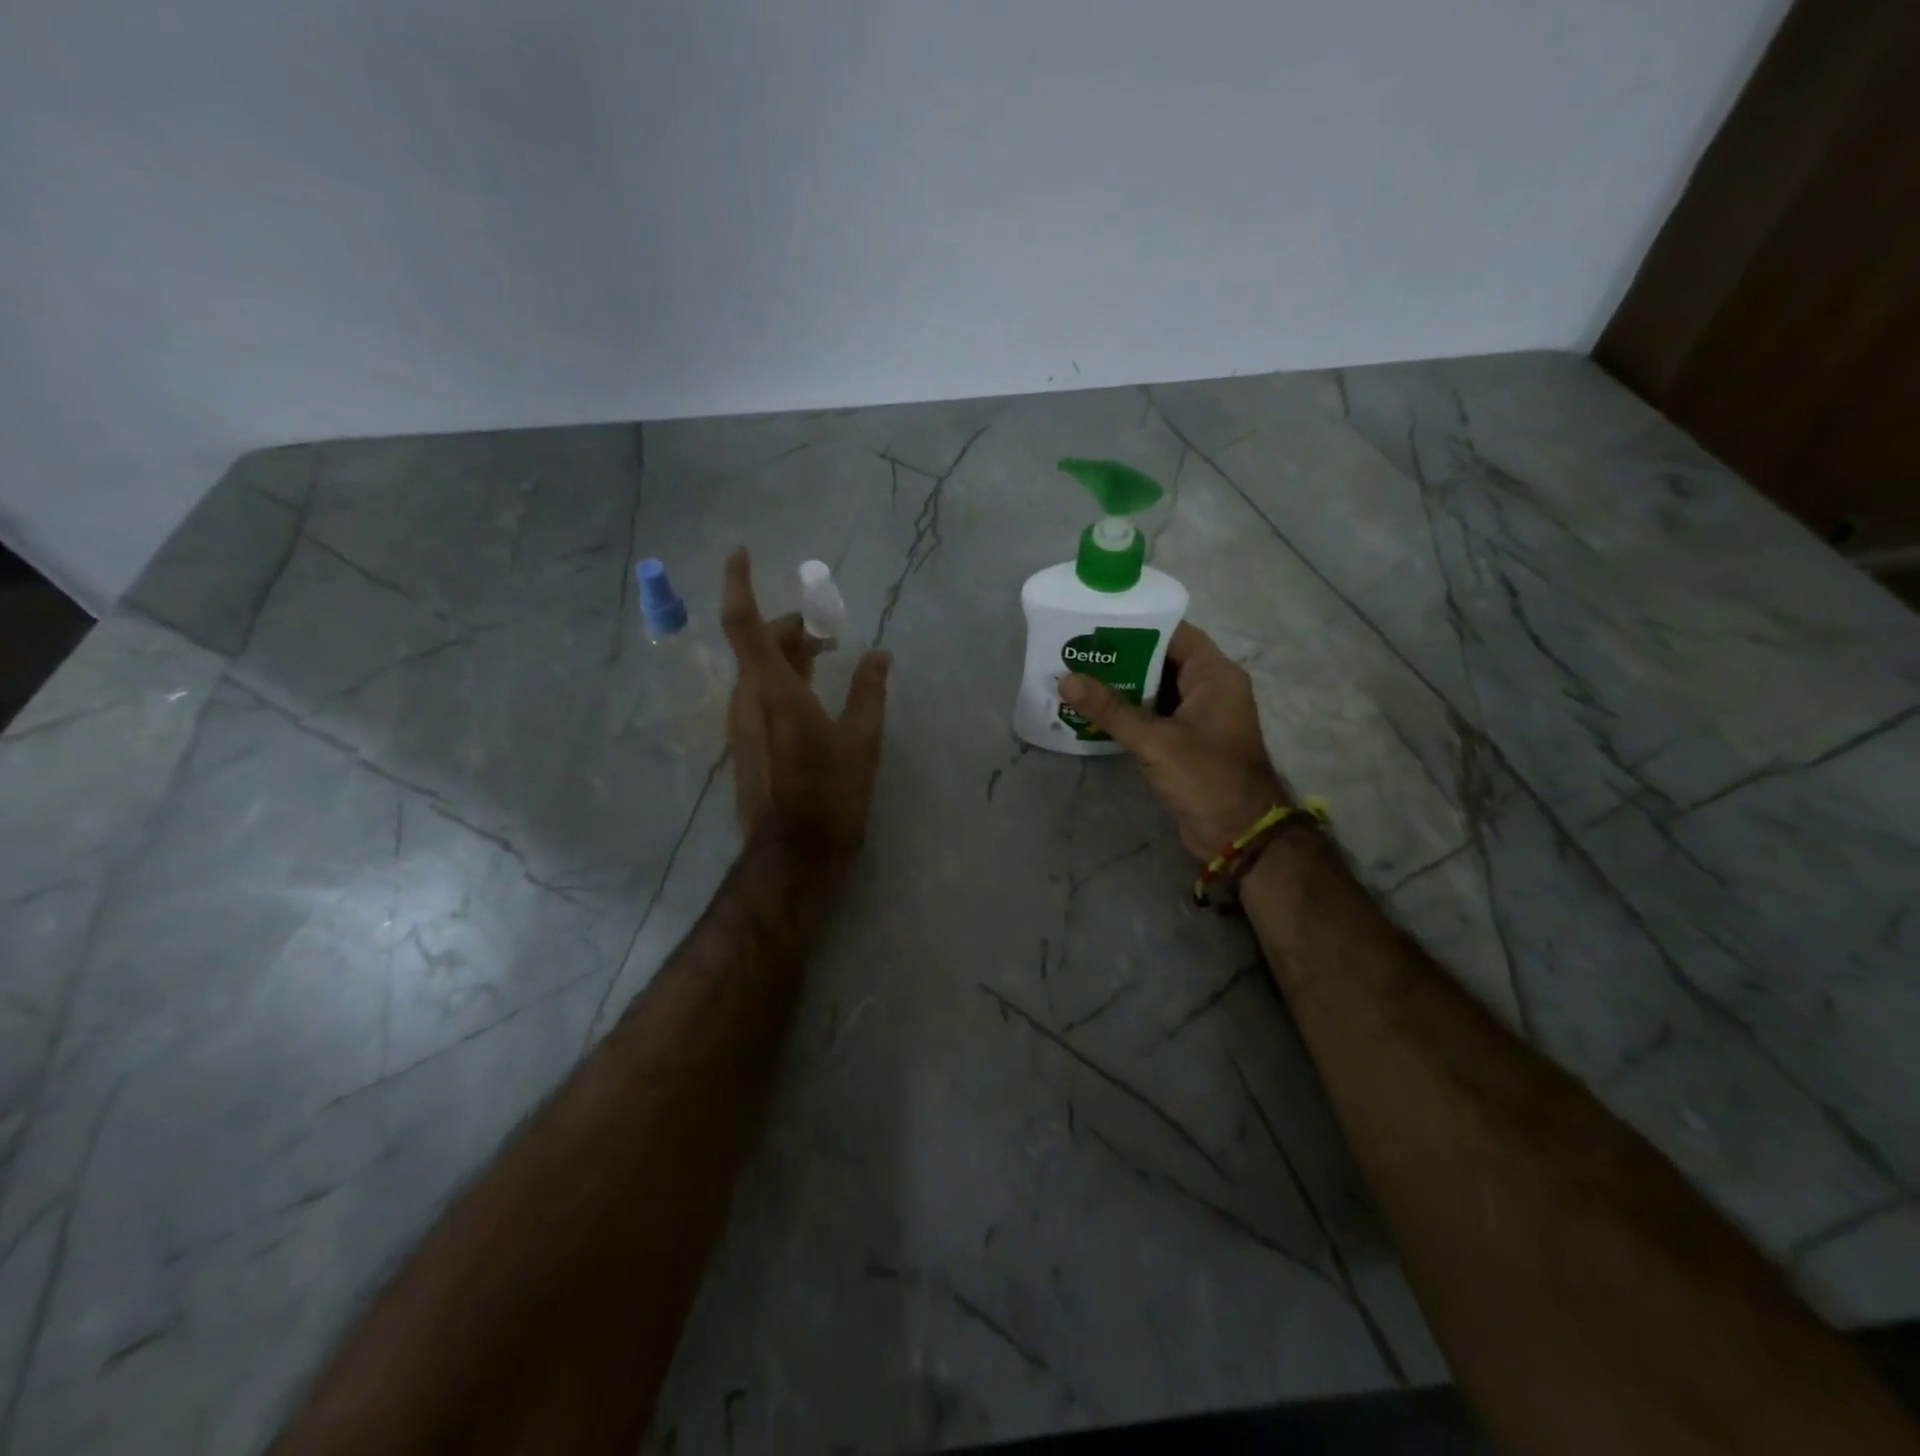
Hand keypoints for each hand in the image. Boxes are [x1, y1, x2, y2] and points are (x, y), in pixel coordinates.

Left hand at [721, 548, 890, 866]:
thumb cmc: (831, 795)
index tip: (742, 551)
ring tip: (829, 662)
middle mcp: (747, 699)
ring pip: (758, 670)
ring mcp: (741, 723)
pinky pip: (759, 694)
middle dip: (791, 628)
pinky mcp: (745, 743)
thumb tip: (880, 655)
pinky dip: (784, 680)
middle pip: (759, 644)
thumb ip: (869, 691)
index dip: (739, 583)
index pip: (745, 623)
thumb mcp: (862, 741)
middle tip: (831, 633)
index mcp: (773, 691)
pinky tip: (814, 697)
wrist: (793, 855)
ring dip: (789, 656)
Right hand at [1060, 621, 1290, 860]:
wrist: (1238, 835)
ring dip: (1121, 688)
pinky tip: (1093, 712)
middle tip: (1076, 650)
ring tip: (1076, 677)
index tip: (1097, 621)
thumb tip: (1066, 679)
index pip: (1175, 633)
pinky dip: (1128, 714)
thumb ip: (1111, 709)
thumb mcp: (1156, 740)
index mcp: (1215, 675)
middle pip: (1161, 661)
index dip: (1138, 625)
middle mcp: (1209, 689)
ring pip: (1154, 691)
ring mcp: (1198, 718)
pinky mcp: (1186, 743)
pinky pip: (1153, 717)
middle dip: (1120, 657)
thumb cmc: (1206, 777)